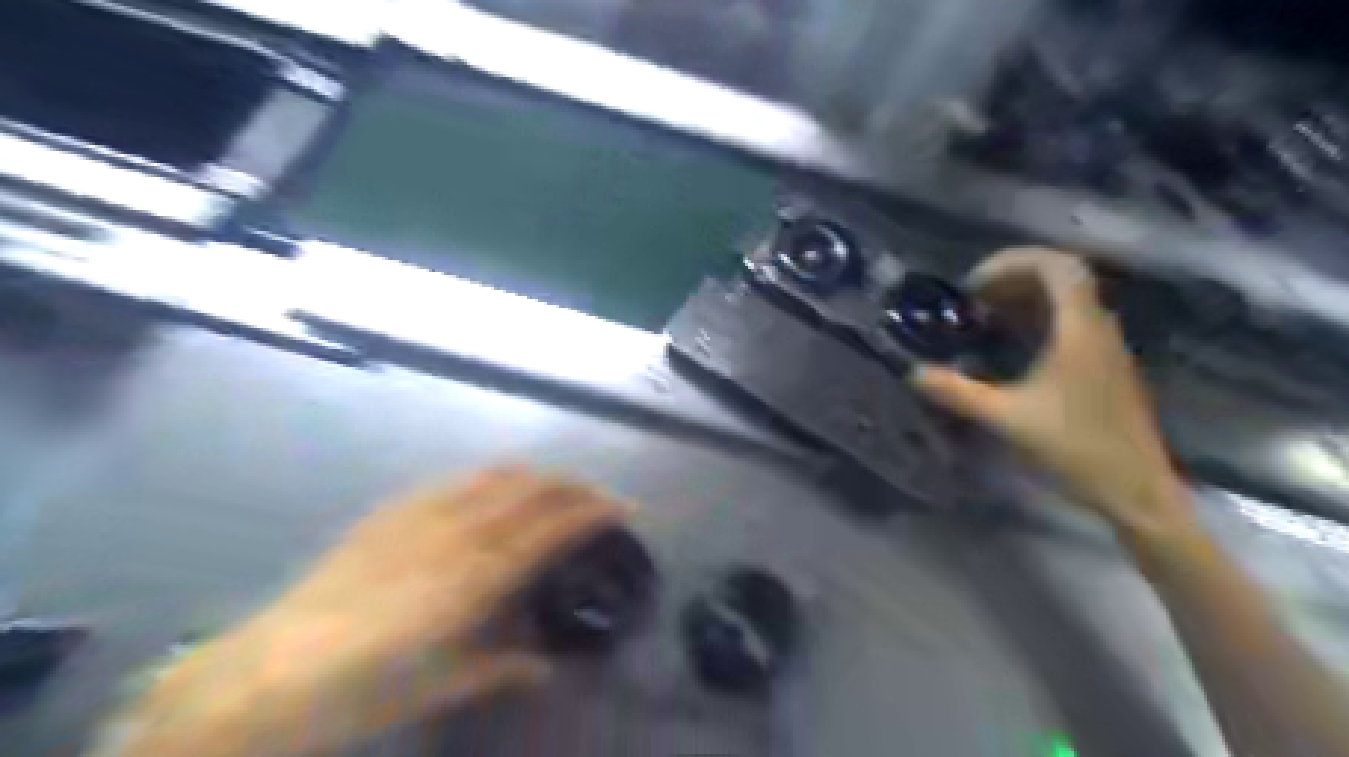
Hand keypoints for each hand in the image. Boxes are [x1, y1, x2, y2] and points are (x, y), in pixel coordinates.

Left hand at [111, 466, 627, 755]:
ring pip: (498, 474)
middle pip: (533, 487)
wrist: (268, 673)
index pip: (554, 524)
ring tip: (556, 489)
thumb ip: (506, 665)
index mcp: (479, 574)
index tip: (624, 508)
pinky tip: (494, 492)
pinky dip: (494, 478)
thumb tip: (548, 664)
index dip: (595, 509)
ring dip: (538, 476)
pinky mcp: (394, 510)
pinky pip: (459, 480)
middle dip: (575, 485)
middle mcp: (460, 530)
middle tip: (599, 498)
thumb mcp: (446, 684)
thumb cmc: (366, 688)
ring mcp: (424, 512)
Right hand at [911, 251, 1195, 534]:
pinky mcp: (1104, 368)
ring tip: (985, 319)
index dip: (1013, 262)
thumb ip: (958, 392)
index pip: (1057, 266)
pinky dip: (1037, 322)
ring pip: (1067, 302)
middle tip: (972, 300)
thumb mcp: (1007, 418)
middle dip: (1012, 279)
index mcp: (1080, 330)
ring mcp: (1106, 348)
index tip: (974, 284)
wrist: (1135, 489)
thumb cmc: (1075, 447)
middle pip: (1061, 278)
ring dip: (1025, 300)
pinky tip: (1011, 348)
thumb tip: (915, 373)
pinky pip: (1070, 325)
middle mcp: (1098, 329)